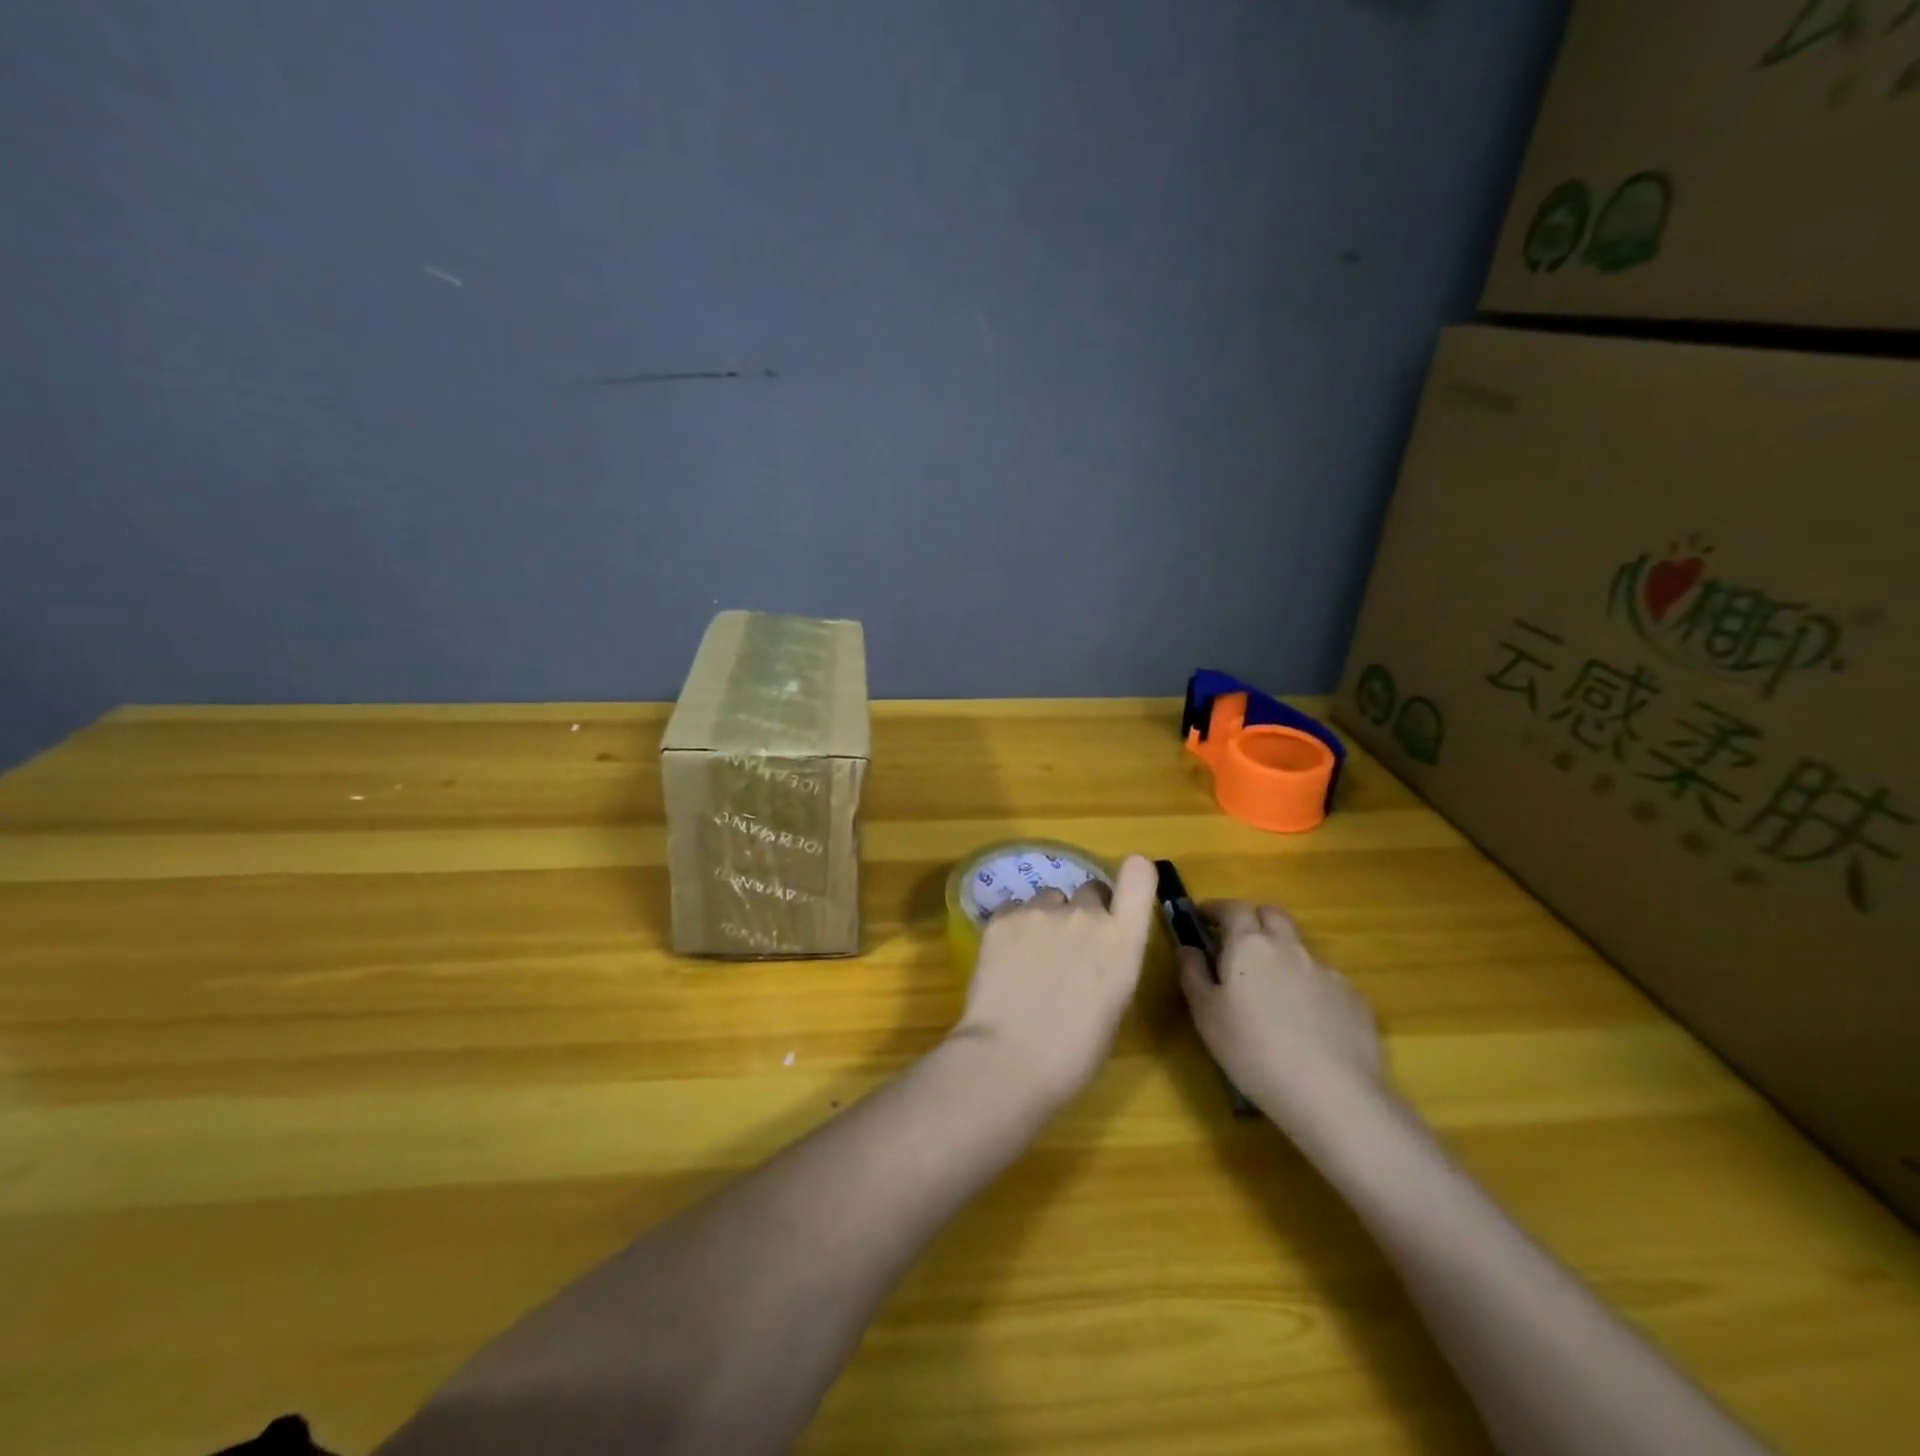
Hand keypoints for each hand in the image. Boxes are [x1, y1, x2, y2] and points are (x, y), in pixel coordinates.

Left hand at [950, 855, 1158, 1113]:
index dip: (1133, 875)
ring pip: (1049, 899)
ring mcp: (1040, 911)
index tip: (1122, 894)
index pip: (1138, 874)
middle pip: (1090, 890)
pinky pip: (1015, 910)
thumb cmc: (1074, 1052)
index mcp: (1122, 940)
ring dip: (1047, 919)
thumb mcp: (1114, 1006)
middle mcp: (1084, 915)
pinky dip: (1014, 928)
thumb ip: (1111, 962)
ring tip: (1031, 958)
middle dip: (1084, 912)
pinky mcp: (1002, 917)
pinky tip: (1005, 960)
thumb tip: (1095, 953)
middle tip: (1068, 948)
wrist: (1010, 1058)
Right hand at [1178, 900, 1388, 1138]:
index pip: (1233, 908)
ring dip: (1282, 954)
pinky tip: (1307, 1022)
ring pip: (1299, 948)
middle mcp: (1290, 947)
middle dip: (1253, 920)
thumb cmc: (1253, 1050)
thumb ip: (1193, 973)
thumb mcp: (1205, 1015)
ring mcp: (1327, 971)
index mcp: (1249, 945)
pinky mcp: (1355, 998)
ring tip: (1273, 991)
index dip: (1215, 908)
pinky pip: (1325, 980)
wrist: (1332, 1095)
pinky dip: (1310, 987)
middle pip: (1272, 914)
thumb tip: (1189, 947)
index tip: (1202, 917)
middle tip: (1238, 944)